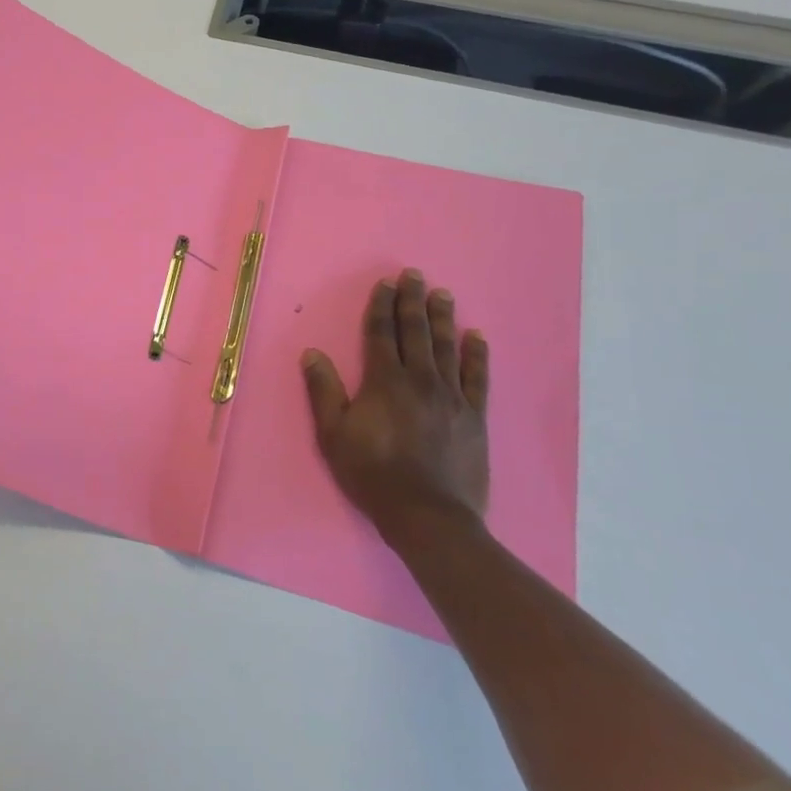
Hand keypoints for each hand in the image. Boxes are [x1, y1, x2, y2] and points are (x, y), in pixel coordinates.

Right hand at [301, 269, 490, 547]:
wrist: (427, 515)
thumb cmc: (371, 473)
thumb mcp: (333, 434)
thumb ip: (324, 391)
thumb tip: (312, 353)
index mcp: (385, 382)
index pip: (382, 334)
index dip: (382, 306)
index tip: (386, 283)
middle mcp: (421, 380)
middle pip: (416, 333)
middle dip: (413, 302)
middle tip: (415, 275)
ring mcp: (452, 398)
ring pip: (448, 348)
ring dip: (444, 318)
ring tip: (443, 294)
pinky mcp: (474, 417)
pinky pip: (478, 378)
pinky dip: (477, 355)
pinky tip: (477, 337)